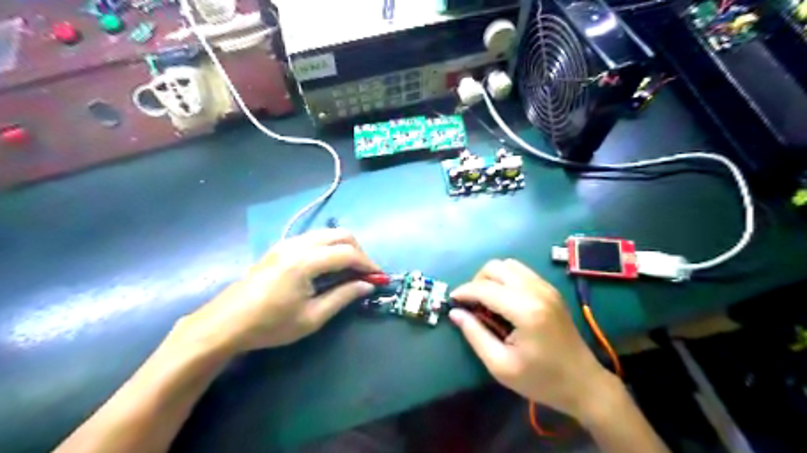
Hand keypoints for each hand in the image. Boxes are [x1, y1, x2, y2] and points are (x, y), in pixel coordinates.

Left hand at [176, 230, 378, 353]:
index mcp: (305, 261)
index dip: (368, 264)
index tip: (379, 278)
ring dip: (344, 247)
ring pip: (327, 234)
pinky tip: (329, 266)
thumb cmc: (270, 325)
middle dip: (359, 251)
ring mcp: (287, 243)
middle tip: (366, 273)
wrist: (225, 324)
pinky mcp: (280, 247)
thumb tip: (367, 285)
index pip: (348, 253)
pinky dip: (329, 247)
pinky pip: (314, 238)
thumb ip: (343, 297)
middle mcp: (298, 244)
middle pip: (340, 235)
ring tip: (351, 271)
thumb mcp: (311, 317)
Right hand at [447, 258, 611, 421]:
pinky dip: (506, 279)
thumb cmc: (541, 380)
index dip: (464, 292)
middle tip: (471, 304)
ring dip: (492, 278)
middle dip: (477, 281)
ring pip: (509, 265)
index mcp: (525, 310)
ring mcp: (546, 288)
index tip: (452, 301)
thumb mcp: (501, 366)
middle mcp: (536, 291)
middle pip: (496, 267)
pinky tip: (504, 300)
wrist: (584, 384)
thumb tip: (455, 313)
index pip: (485, 288)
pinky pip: (521, 271)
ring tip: (486, 300)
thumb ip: (475, 335)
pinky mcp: (551, 290)